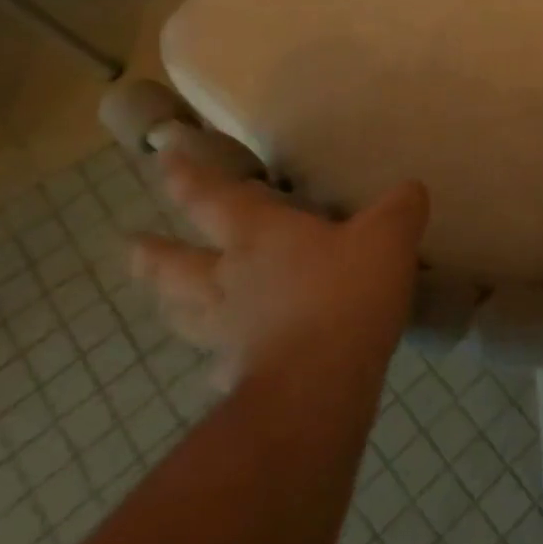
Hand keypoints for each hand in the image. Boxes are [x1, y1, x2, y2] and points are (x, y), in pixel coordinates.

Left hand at [131, 152, 429, 388]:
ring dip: (170, 304)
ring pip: (186, 314)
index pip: (212, 199)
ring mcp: (230, 332)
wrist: (320, 384)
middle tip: (132, 247)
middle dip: (155, 254)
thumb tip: (410, 190)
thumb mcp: (389, 235)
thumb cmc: (348, 292)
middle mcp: (232, 280)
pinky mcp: (240, 376)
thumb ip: (400, 207)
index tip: (163, 159)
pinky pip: (220, 366)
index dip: (188, 178)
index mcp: (260, 236)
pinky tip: (220, 371)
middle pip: (178, 265)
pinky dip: (217, 364)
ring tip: (161, 301)